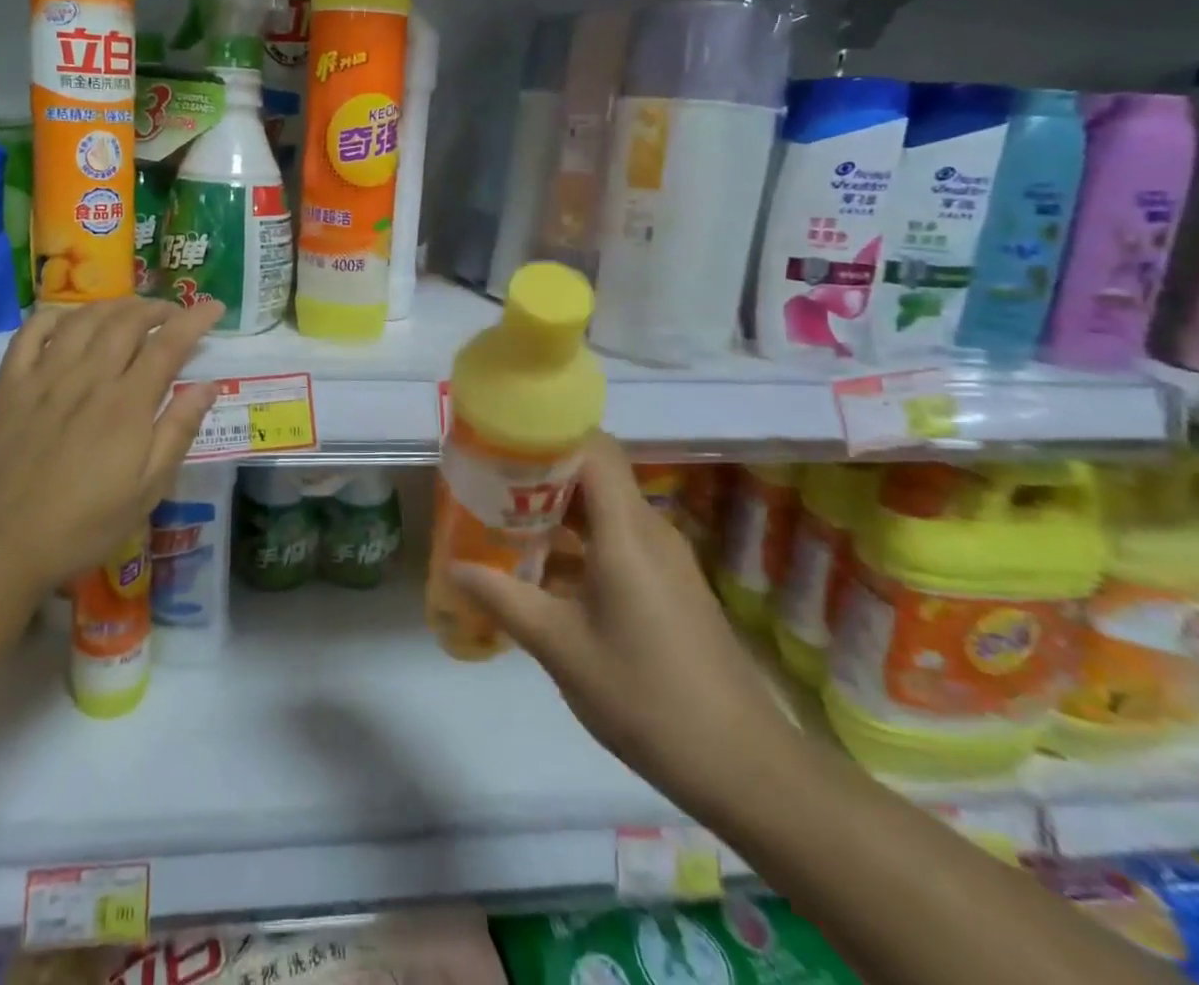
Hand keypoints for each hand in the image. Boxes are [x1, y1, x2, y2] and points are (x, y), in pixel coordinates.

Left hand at [0, 297, 224, 596]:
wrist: (3, 544)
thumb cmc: (86, 523)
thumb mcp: (148, 489)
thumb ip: (178, 431)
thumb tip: (208, 385)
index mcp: (127, 404)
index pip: (169, 343)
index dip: (195, 319)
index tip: (214, 307)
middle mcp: (88, 378)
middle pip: (128, 321)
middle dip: (158, 308)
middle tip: (174, 314)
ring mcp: (45, 377)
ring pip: (84, 318)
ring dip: (115, 306)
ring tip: (131, 313)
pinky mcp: (10, 385)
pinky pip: (31, 331)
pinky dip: (56, 316)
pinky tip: (71, 320)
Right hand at [450, 435, 797, 811]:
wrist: (743, 766)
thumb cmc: (646, 696)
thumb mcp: (561, 649)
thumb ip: (504, 600)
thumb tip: (454, 567)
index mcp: (627, 532)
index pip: (593, 447)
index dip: (548, 433)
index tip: (502, 439)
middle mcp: (649, 530)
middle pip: (595, 472)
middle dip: (542, 470)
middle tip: (490, 480)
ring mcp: (664, 557)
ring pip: (605, 506)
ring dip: (558, 507)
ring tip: (505, 518)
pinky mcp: (669, 583)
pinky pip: (618, 538)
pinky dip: (580, 539)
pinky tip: (545, 569)